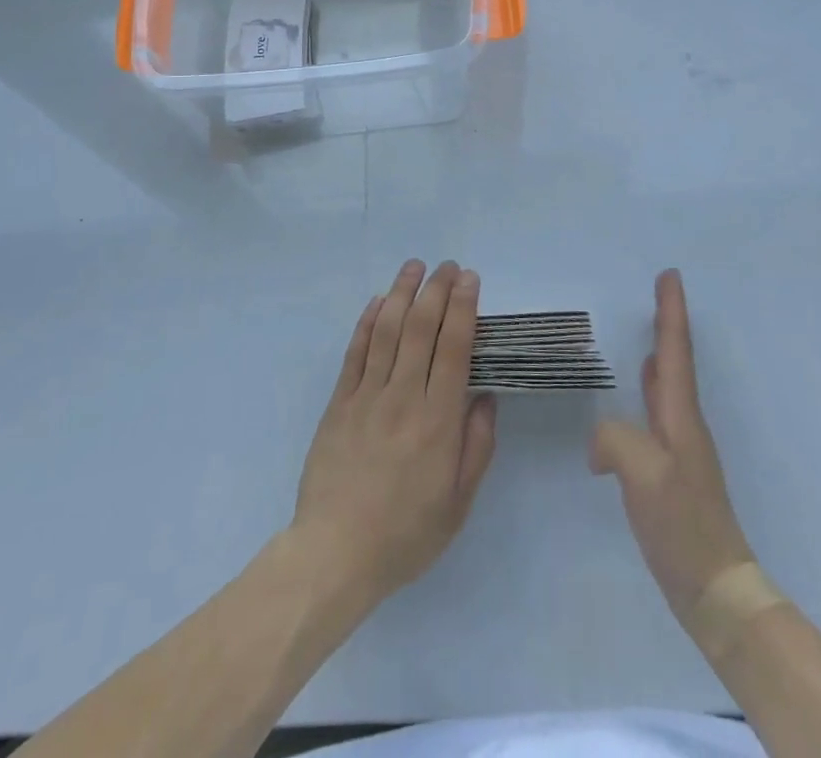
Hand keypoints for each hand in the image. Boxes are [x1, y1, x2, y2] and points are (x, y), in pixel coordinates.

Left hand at [291, 260, 497, 611]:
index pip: (453, 348)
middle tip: (446, 266)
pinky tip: (378, 302)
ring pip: (387, 331)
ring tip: (414, 267)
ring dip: (402, 294)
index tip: (469, 279)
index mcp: (437, 421)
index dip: (463, 308)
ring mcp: (367, 396)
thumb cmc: (405, 534)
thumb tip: (485, 396)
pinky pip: (355, 353)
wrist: (335, 553)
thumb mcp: (458, 503)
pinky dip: (367, 322)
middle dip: (436, 290)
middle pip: (421, 329)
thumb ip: (476, 446)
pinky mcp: (339, 402)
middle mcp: (403, 397)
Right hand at [591, 269, 756, 619]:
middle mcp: (684, 424)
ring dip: (659, 357)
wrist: (714, 589)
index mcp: (680, 416)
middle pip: (676, 362)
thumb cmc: (682, 524)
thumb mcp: (641, 473)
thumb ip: (614, 438)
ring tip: (645, 337)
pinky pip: (655, 415)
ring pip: (667, 388)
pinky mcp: (670, 472)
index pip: (675, 351)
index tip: (670, 275)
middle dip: (668, 326)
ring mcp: (680, 448)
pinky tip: (633, 399)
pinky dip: (646, 394)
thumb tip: (601, 443)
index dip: (671, 311)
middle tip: (657, 295)